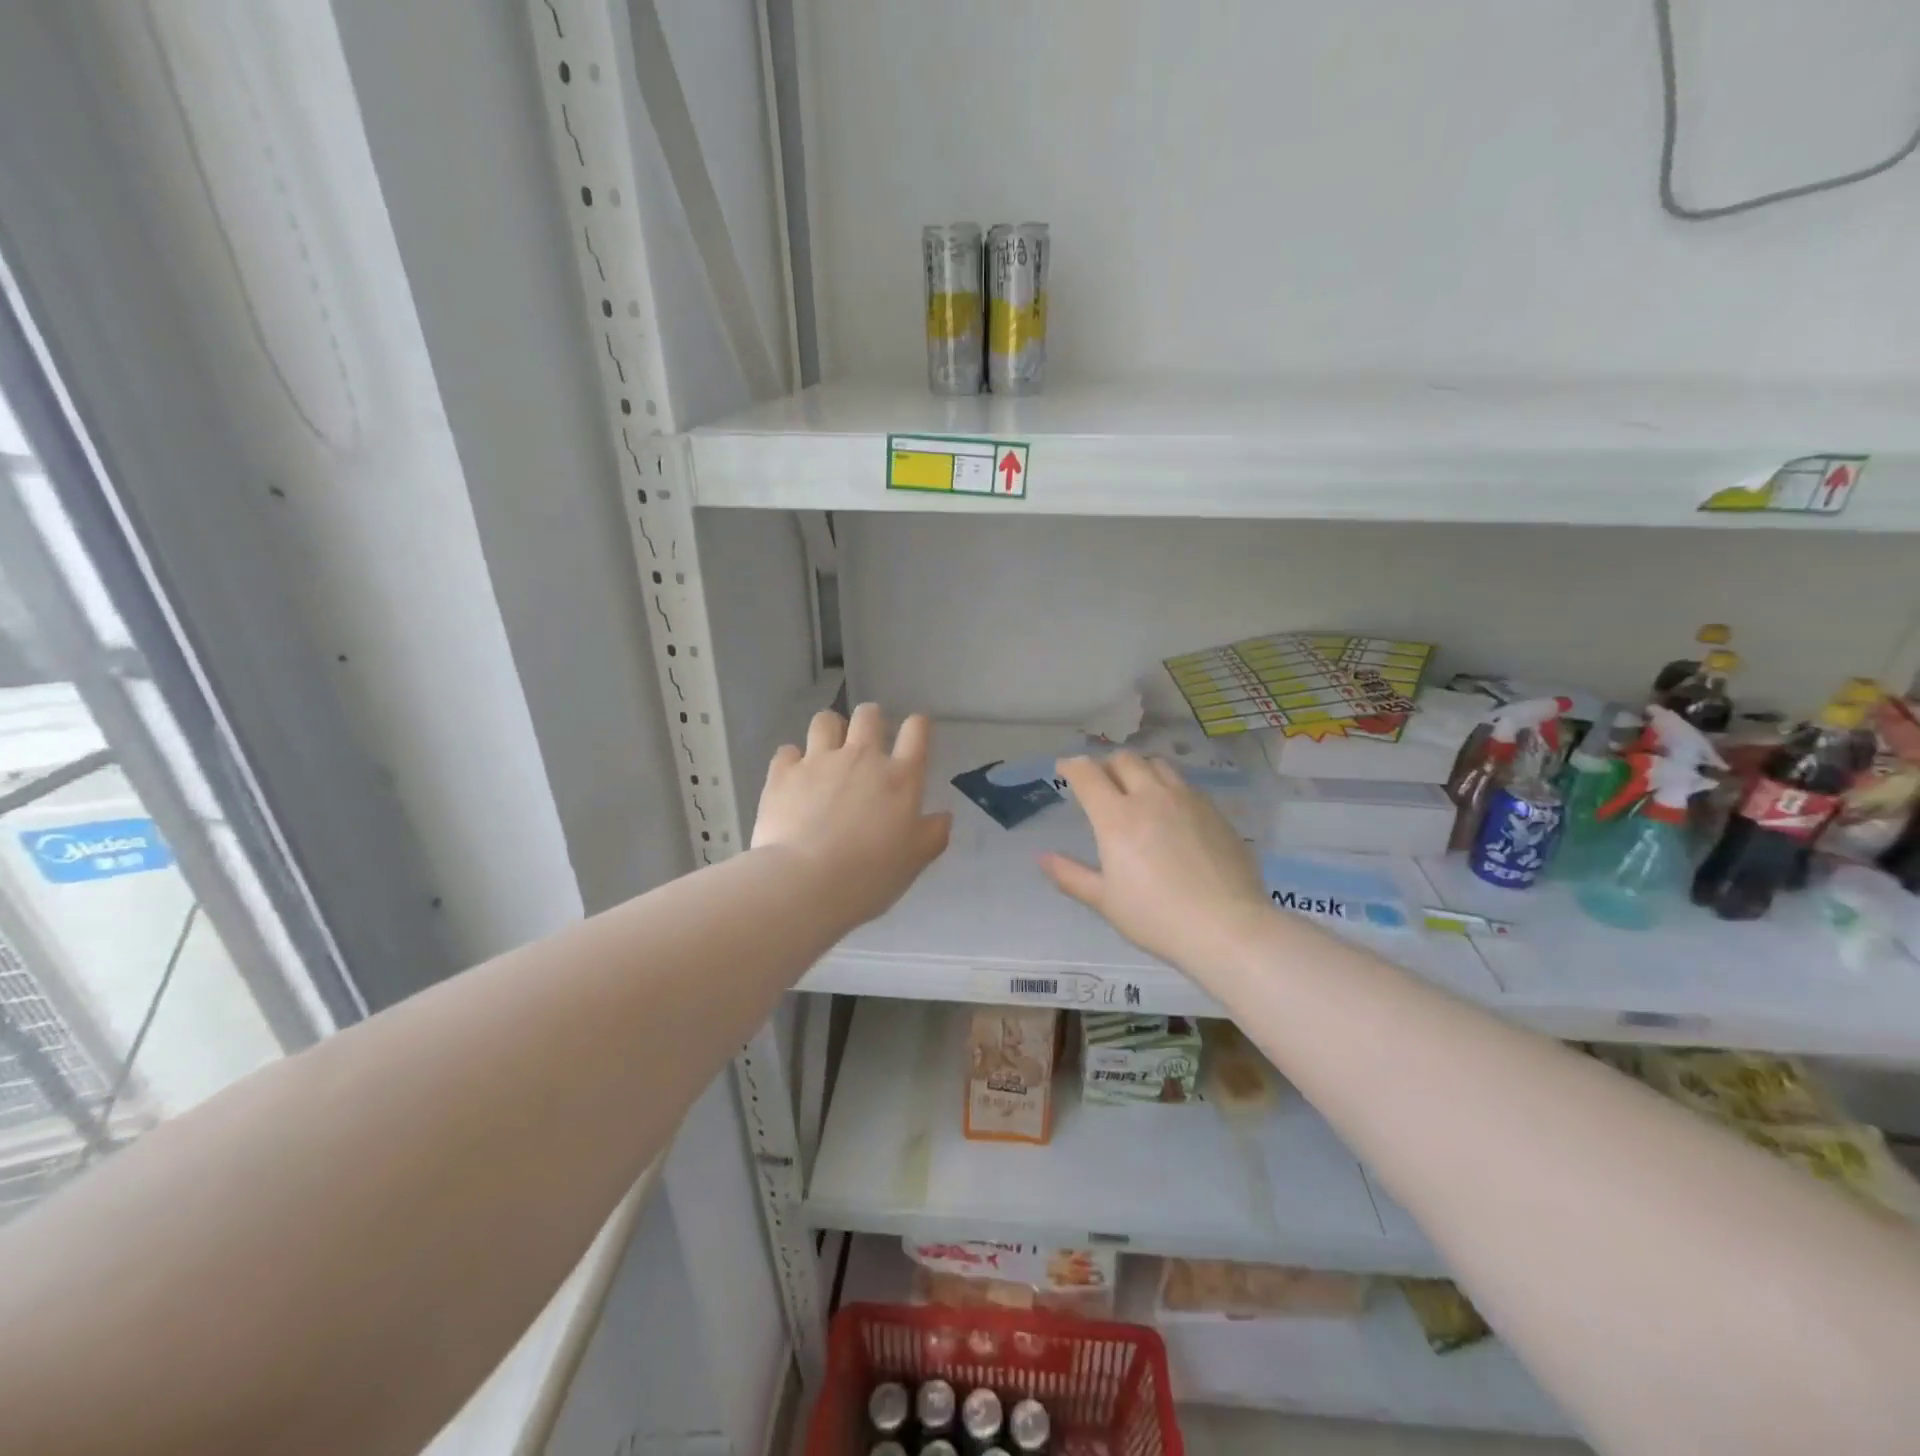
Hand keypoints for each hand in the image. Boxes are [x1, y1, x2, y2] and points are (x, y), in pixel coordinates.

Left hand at [752, 704, 951, 926]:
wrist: (806, 882)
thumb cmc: (870, 875)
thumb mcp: (914, 861)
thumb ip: (933, 834)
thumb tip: (944, 817)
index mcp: (900, 777)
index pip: (916, 730)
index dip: (917, 725)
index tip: (914, 734)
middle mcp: (861, 758)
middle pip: (868, 714)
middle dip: (870, 721)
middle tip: (866, 745)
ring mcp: (819, 761)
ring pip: (825, 721)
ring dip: (830, 731)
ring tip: (827, 753)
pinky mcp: (783, 774)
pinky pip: (787, 750)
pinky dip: (792, 761)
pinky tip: (793, 779)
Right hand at [1042, 752, 1269, 973]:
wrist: (1227, 927)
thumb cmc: (1156, 917)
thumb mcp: (1105, 901)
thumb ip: (1071, 875)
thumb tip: (1042, 858)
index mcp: (1117, 817)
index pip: (1088, 774)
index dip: (1071, 766)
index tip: (1064, 769)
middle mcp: (1151, 797)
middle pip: (1124, 760)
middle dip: (1106, 764)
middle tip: (1100, 781)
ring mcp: (1187, 800)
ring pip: (1158, 765)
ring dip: (1139, 769)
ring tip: (1136, 787)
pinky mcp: (1214, 811)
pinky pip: (1185, 784)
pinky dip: (1168, 786)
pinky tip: (1171, 810)